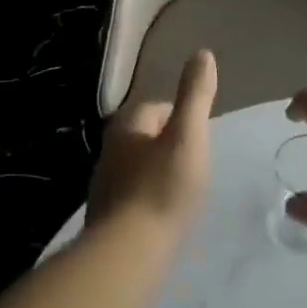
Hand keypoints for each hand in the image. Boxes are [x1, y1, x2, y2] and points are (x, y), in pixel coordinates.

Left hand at [87, 51, 218, 236]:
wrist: (127, 254)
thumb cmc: (162, 189)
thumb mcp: (188, 136)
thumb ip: (195, 95)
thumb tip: (202, 53)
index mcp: (126, 126)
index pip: (155, 108)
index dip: (181, 117)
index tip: (200, 136)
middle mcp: (109, 151)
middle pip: (144, 137)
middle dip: (168, 145)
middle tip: (196, 163)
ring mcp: (104, 186)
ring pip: (137, 168)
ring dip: (158, 173)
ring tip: (184, 190)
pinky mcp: (106, 217)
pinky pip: (133, 197)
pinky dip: (149, 199)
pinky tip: (164, 215)